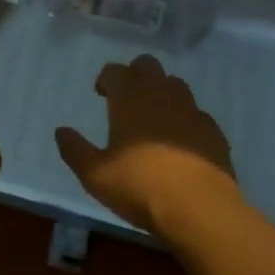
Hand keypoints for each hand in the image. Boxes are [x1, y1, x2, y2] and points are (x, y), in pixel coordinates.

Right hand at [55, 54, 242, 236]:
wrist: (200, 208)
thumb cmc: (140, 186)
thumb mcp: (95, 175)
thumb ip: (74, 150)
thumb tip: (61, 131)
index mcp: (130, 98)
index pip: (115, 71)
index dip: (106, 78)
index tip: (101, 94)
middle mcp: (161, 94)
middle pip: (148, 65)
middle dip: (135, 74)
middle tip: (126, 98)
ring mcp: (191, 110)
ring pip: (175, 84)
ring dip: (161, 92)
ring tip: (153, 117)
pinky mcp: (213, 130)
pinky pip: (196, 113)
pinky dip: (184, 119)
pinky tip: (180, 141)